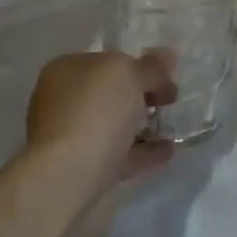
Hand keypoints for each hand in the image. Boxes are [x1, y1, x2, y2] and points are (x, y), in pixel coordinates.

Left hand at [21, 51, 175, 236]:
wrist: (68, 180)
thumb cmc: (94, 113)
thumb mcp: (127, 75)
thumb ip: (149, 66)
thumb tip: (166, 55)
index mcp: (65, 71)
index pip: (106, 60)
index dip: (138, 64)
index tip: (167, 74)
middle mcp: (64, 102)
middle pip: (110, 93)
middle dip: (141, 94)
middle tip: (172, 98)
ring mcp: (73, 138)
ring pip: (114, 125)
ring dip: (142, 124)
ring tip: (173, 124)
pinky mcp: (85, 170)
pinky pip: (120, 155)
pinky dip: (144, 152)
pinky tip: (169, 150)